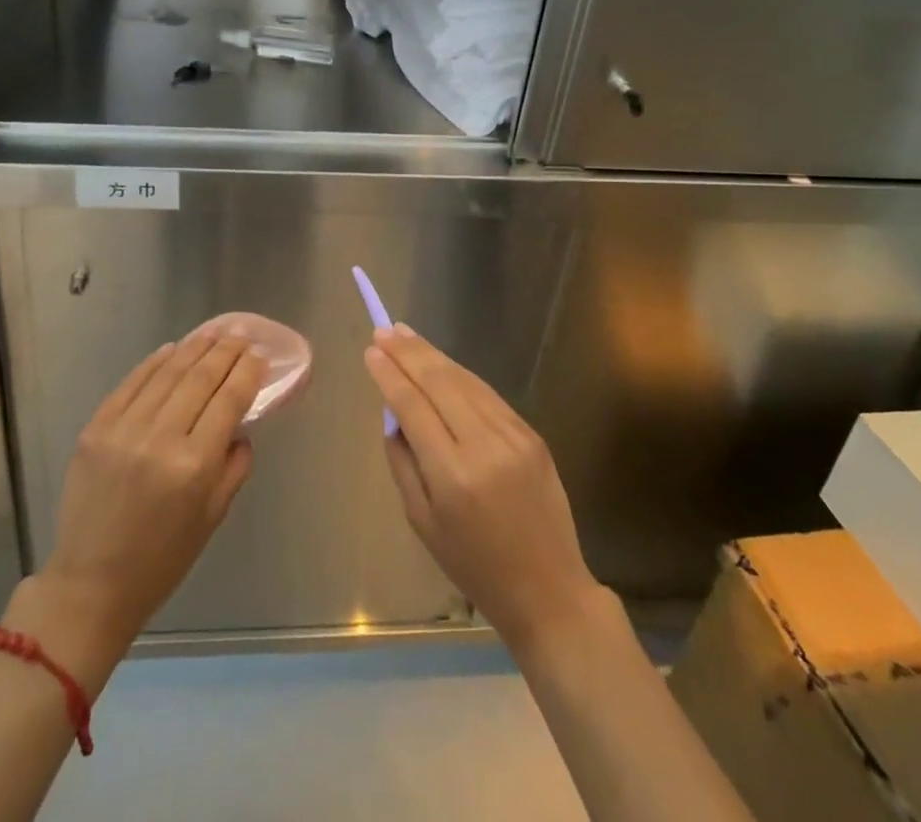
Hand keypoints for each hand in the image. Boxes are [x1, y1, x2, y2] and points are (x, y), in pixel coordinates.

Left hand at [10, 317, 265, 677]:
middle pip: (200, 378)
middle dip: (225, 351)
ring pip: (167, 373)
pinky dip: (154, 362)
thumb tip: (239, 423)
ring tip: (212, 332)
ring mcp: (123, 430)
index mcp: (194, 466)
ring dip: (193, 348)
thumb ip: (234, 466)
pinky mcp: (95, 428)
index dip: (247, 372)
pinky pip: (131, 383)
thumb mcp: (213, 517)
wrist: (91, 583)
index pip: (229, 400)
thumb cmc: (162, 559)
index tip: (260, 354)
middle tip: (240, 334)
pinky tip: (171, 349)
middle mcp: (160, 439)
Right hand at [365, 324, 604, 650]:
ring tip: (406, 335)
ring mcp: (513, 436)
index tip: (371, 351)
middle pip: (439, 382)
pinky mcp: (532, 434)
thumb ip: (403, 461)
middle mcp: (484, 446)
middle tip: (385, 331)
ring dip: (433, 355)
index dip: (390, 374)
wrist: (548, 589)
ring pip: (465, 381)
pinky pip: (488, 395)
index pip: (413, 406)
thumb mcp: (421, 521)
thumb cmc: (474, 565)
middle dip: (409, 352)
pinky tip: (442, 363)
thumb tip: (393, 413)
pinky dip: (461, 375)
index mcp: (452, 475)